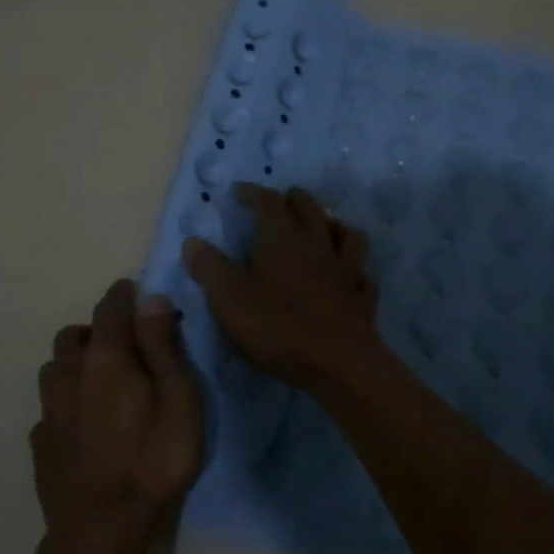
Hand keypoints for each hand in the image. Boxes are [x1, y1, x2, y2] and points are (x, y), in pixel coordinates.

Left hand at [31, 279, 202, 550]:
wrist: (100, 530)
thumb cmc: (152, 461)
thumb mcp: (179, 400)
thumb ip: (163, 346)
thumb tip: (151, 299)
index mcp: (105, 357)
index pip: (110, 306)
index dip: (125, 294)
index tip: (139, 293)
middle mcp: (69, 373)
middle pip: (74, 334)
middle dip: (97, 329)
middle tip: (125, 346)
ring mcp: (49, 408)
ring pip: (55, 367)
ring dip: (75, 363)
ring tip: (100, 382)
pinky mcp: (40, 441)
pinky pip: (49, 406)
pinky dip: (65, 401)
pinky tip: (82, 422)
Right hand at [182, 183, 382, 392]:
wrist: (338, 362)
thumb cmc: (278, 326)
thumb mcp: (229, 299)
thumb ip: (209, 268)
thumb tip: (192, 242)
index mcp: (282, 238)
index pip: (268, 202)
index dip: (253, 193)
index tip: (239, 191)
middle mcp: (316, 244)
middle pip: (309, 208)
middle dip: (293, 199)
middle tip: (281, 201)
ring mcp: (345, 269)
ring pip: (345, 233)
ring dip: (332, 225)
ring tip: (322, 229)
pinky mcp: (361, 297)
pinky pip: (361, 273)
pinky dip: (353, 268)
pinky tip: (348, 276)